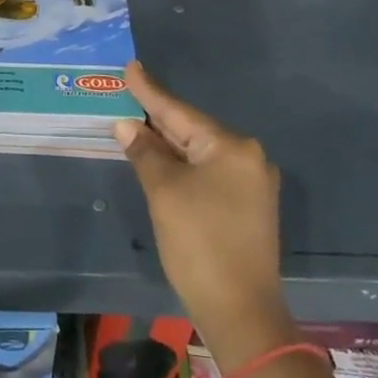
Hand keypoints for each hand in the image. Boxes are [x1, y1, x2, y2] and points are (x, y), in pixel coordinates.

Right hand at [115, 59, 296, 373]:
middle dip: (157, 116)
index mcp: (231, 147)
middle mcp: (247, 157)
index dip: (149, 91)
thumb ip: (145, 152)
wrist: (240, 311)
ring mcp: (250, 183)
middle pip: (192, 129)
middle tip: (127, 93)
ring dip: (167, 142)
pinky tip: (160, 159)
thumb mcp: (164, 192)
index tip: (130, 66)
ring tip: (136, 121)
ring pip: (199, 152)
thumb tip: (127, 125)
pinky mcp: (246, 206)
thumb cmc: (199, 243)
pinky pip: (207, 172)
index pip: (179, 112)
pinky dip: (181, 164)